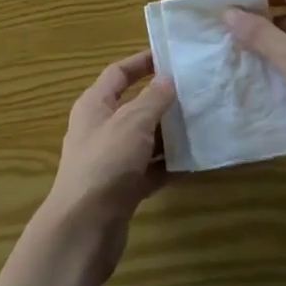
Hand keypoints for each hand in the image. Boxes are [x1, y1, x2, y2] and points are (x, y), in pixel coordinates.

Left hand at [39, 51, 176, 284]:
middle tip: (196, 93)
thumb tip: (167, 79)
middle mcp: (100, 129)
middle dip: (162, 101)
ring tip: (201, 125)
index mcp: (95, 105)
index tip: (170, 57)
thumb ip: (153, 99)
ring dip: (169, 134)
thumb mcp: (132, 122)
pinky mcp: (122, 189)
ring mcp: (111, 161)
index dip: (141, 62)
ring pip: (144, 139)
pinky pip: (149, 170)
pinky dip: (168, 166)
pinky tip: (194, 163)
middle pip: (134, 106)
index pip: (118, 73)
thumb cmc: (106, 163)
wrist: (84, 228)